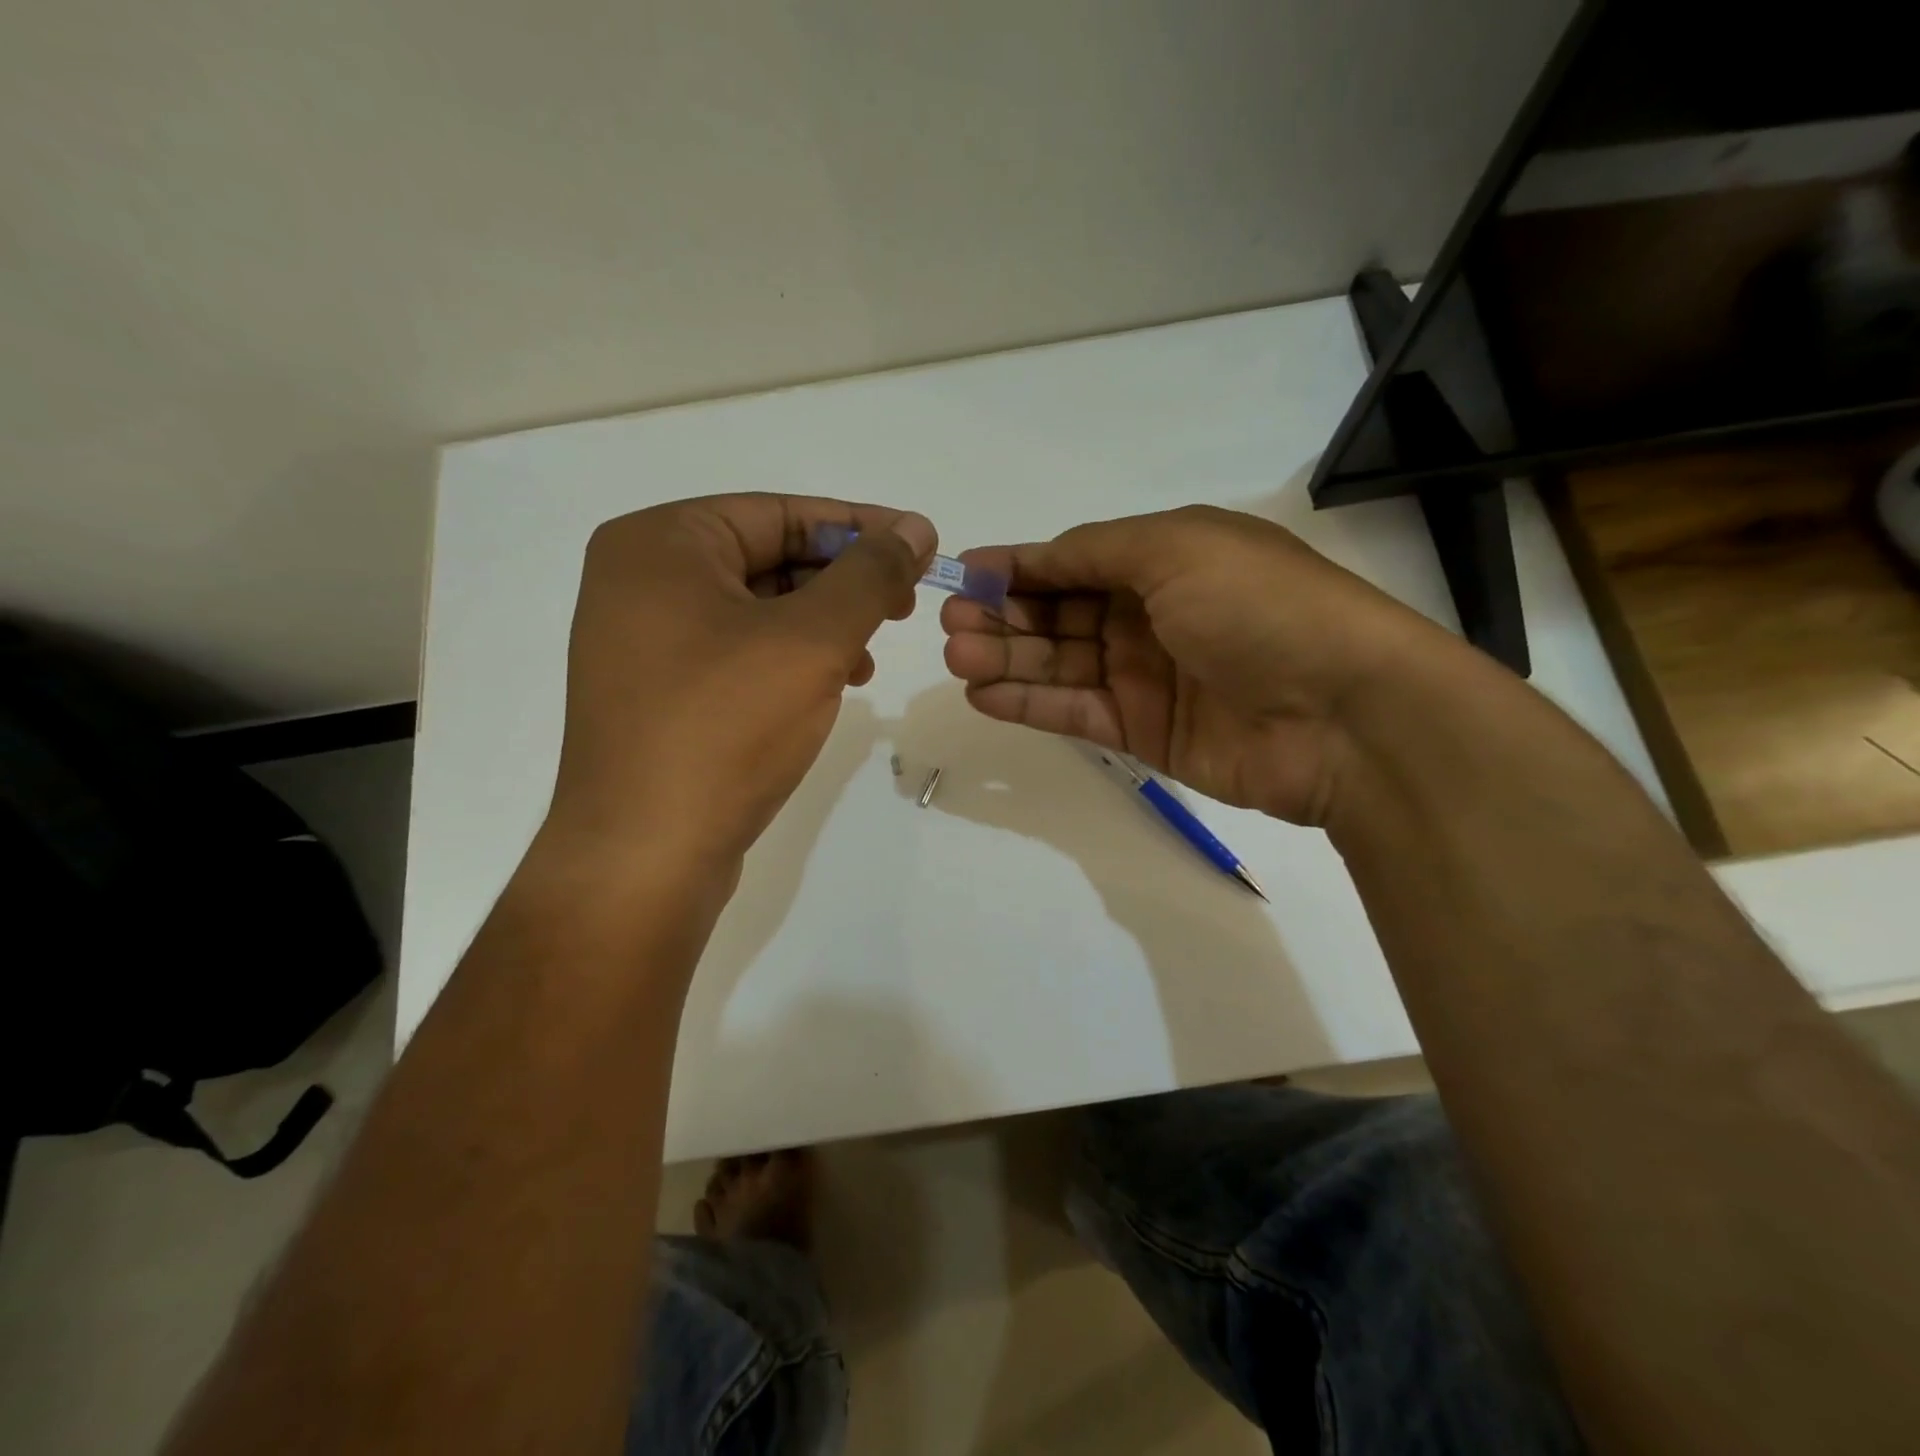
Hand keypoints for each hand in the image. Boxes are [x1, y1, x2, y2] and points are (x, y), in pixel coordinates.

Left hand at [547, 493, 935, 866]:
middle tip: (904, 604)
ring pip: (757, 610)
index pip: (780, 513)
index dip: (860, 527)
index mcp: (660, 544)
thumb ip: (870, 575)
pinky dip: (790, 660)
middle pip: (767, 558)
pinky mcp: (659, 692)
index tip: (921, 545)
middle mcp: (640, 581)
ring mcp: (644, 641)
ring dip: (823, 625)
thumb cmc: (725, 728)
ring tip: (868, 657)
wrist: (645, 854)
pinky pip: (738, 653)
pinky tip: (831, 685)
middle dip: (842, 582)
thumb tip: (915, 530)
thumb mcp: (812, 640)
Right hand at [940, 505, 1461, 824]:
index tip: (963, 574)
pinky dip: (1030, 704)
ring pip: (1061, 665)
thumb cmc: (1260, 608)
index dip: (1020, 566)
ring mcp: (1147, 678)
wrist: (1342, 714)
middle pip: (1060, 615)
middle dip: (1003, 616)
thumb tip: (1033, 556)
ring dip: (1007, 660)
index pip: (1075, 560)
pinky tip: (984, 695)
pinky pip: (1076, 713)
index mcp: (1166, 559)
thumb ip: (1095, 551)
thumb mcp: (1177, 548)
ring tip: (957, 659)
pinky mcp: (1144, 733)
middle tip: (951, 626)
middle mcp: (1152, 615)